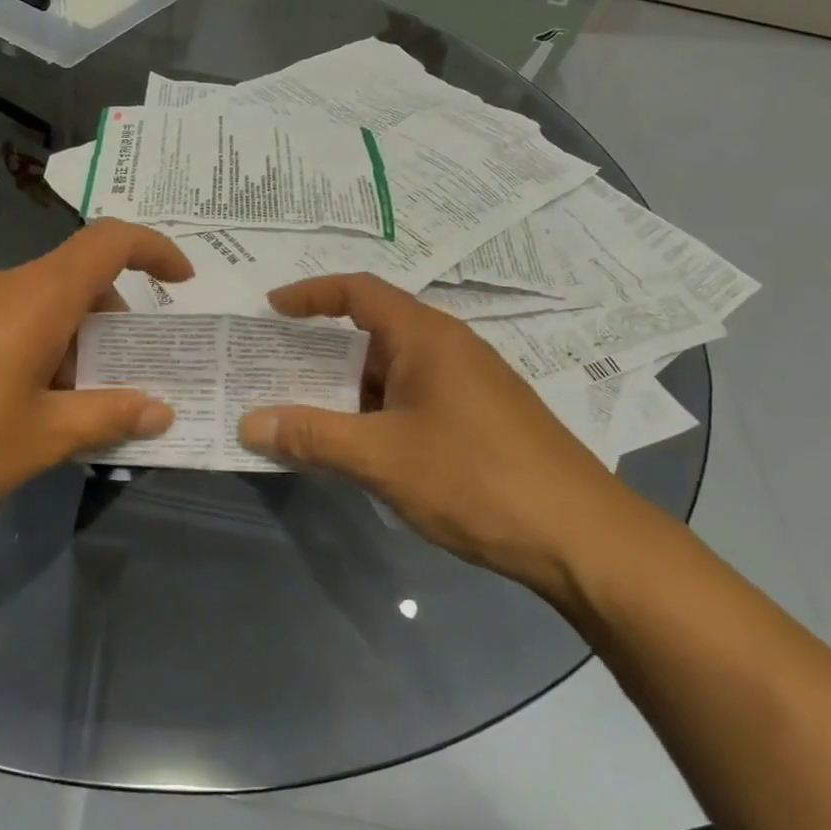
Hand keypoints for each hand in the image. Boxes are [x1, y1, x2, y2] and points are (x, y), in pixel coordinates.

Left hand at [0, 220, 190, 550]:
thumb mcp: (39, 439)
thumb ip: (107, 417)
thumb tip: (160, 409)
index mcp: (37, 297)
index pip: (110, 242)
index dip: (156, 249)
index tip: (183, 283)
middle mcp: (1, 287)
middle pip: (78, 281)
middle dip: (115, 326)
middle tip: (125, 385)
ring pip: (40, 308)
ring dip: (72, 348)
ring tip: (72, 414)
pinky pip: (4, 326)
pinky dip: (33, 355)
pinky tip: (18, 414)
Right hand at [236, 274, 641, 589]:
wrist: (581, 538)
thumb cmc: (476, 479)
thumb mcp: (382, 458)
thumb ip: (313, 437)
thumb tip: (249, 424)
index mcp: (426, 337)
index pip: (358, 291)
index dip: (310, 294)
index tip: (269, 310)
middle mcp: (448, 348)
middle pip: (371, 332)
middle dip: (317, 350)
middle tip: (270, 370)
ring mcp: (467, 385)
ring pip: (390, 372)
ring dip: (345, 389)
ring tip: (299, 413)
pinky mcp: (478, 420)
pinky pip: (410, 400)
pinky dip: (373, 413)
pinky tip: (355, 447)